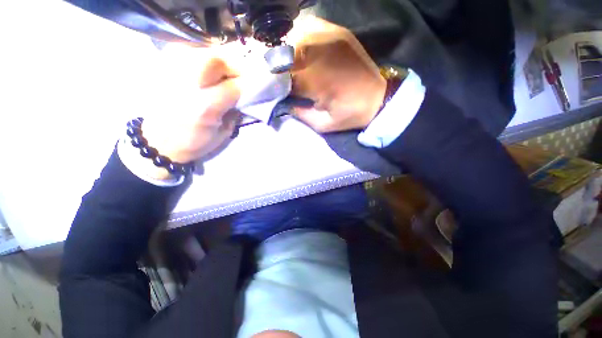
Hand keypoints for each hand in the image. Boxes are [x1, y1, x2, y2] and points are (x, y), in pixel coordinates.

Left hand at [136, 49, 241, 179]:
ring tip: (225, 73)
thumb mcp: (223, 133)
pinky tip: (207, 70)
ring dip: (220, 60)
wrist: (158, 142)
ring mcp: (172, 72)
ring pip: (202, 52)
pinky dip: (203, 57)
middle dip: (234, 66)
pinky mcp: (163, 68)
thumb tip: (245, 96)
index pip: (234, 86)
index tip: (256, 86)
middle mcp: (188, 85)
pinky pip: (188, 51)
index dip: (248, 84)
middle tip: (240, 76)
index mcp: (206, 106)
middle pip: (216, 60)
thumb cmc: (194, 142)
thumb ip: (235, 112)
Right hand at [286, 16, 385, 132]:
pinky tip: (302, 51)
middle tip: (280, 79)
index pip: (284, 78)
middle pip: (286, 55)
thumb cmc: (351, 114)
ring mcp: (330, 38)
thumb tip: (282, 102)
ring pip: (295, 38)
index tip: (274, 92)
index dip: (276, 85)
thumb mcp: (323, 124)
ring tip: (290, 66)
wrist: (379, 98)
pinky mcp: (338, 32)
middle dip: (279, 68)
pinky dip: (301, 38)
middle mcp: (320, 54)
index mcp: (317, 80)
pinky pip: (310, 27)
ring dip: (288, 53)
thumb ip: (300, 114)